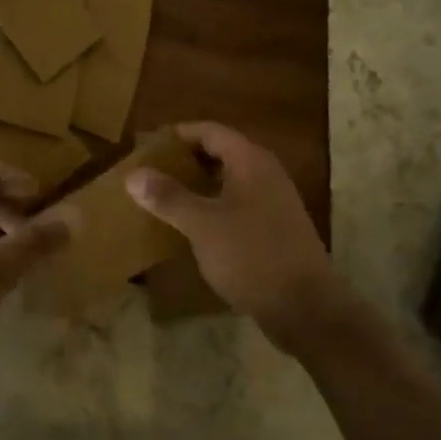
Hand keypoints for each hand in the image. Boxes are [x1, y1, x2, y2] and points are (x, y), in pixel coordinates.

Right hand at [127, 122, 352, 351]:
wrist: (307, 308)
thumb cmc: (252, 255)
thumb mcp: (202, 225)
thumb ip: (168, 197)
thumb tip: (133, 175)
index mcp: (250, 161)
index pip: (209, 131)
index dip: (177, 134)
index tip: (148, 145)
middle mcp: (265, 173)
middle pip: (220, 152)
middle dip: (185, 159)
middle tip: (151, 170)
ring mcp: (274, 202)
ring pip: (229, 180)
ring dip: (198, 184)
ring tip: (165, 196)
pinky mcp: (275, 228)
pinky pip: (237, 203)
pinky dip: (213, 205)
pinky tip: (193, 226)